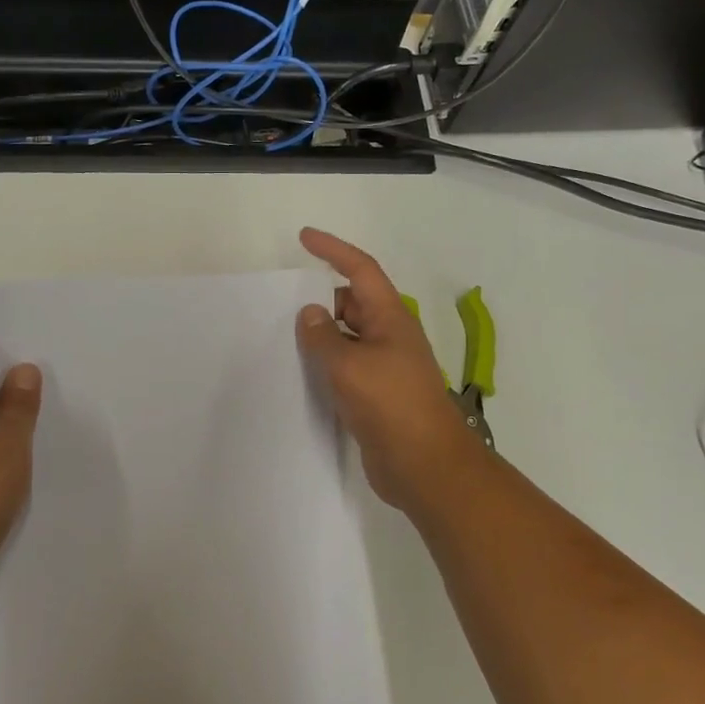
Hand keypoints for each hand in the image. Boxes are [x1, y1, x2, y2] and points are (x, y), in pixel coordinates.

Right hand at [295, 228, 490, 519]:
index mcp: (390, 318)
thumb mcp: (349, 365)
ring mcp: (383, 367)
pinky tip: (298, 374)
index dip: (333, 250)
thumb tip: (310, 313)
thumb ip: (323, 336)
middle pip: (352, 303)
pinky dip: (323, 365)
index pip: (360, 270)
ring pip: (346, 338)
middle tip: (281, 303)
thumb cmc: (390, 405)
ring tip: (279, 337)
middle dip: (320, 298)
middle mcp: (388, 336)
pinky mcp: (374, 396)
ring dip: (319, 335)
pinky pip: (344, 368)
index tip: (304, 238)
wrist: (424, 466)